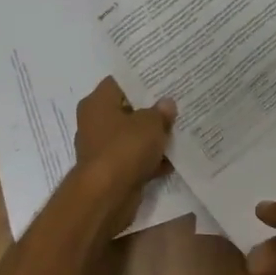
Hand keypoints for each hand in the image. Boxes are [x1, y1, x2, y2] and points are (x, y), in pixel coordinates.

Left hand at [73, 78, 175, 235]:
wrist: (107, 195)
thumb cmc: (125, 148)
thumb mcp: (150, 123)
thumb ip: (160, 112)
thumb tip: (166, 104)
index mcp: (97, 103)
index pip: (119, 82)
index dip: (141, 79)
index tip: (164, 78)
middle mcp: (95, 123)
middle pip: (127, 110)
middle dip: (151, 109)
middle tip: (177, 102)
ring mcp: (103, 148)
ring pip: (133, 136)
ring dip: (153, 136)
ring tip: (180, 128)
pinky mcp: (112, 171)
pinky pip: (136, 158)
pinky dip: (151, 159)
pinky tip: (174, 158)